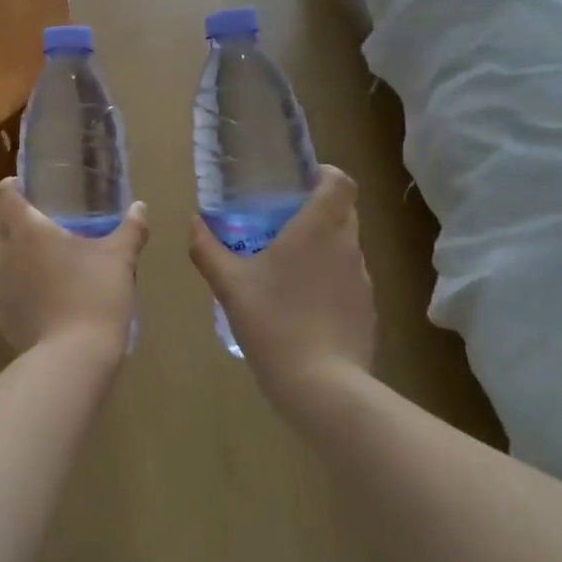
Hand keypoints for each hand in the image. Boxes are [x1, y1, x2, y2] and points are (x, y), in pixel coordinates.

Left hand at [0, 180, 147, 360]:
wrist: (74, 357)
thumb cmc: (95, 294)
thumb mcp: (120, 258)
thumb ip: (131, 229)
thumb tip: (140, 207)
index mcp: (27, 230)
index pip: (2, 195)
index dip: (10, 186)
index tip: (27, 186)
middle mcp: (5, 255)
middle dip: (15, 219)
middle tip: (45, 221)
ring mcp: (0, 289)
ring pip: (2, 260)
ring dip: (18, 255)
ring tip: (48, 260)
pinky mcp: (4, 318)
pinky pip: (9, 294)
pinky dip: (23, 290)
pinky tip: (46, 299)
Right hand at [189, 166, 374, 410]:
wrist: (322, 386)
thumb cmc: (274, 322)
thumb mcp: (229, 285)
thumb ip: (208, 249)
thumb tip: (194, 223)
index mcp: (318, 228)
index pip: (340, 182)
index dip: (324, 175)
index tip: (300, 183)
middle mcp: (348, 246)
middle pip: (344, 211)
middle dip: (317, 210)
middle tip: (281, 224)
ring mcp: (363, 280)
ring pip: (346, 247)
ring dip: (322, 247)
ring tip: (288, 267)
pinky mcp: (367, 310)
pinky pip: (348, 280)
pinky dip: (329, 280)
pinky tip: (302, 306)